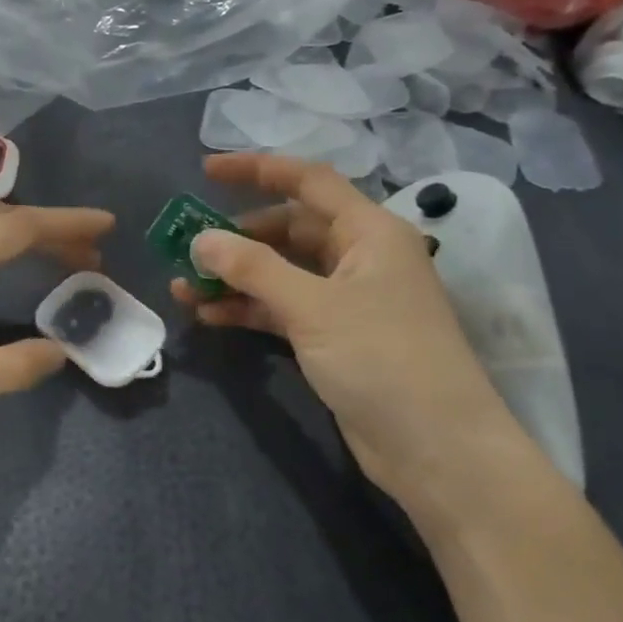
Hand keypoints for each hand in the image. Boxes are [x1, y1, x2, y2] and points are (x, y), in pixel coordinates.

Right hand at [171, 153, 522, 509]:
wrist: (439, 452)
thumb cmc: (384, 360)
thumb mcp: (313, 308)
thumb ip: (253, 268)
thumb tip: (200, 240)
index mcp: (369, 232)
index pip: (308, 182)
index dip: (257, 169)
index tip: (206, 170)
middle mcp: (359, 257)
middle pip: (288, 229)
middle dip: (236, 236)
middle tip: (186, 244)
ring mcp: (347, 299)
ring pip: (280, 271)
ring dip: (235, 276)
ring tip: (183, 285)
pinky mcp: (335, 336)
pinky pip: (282, 307)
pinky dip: (248, 307)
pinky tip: (209, 314)